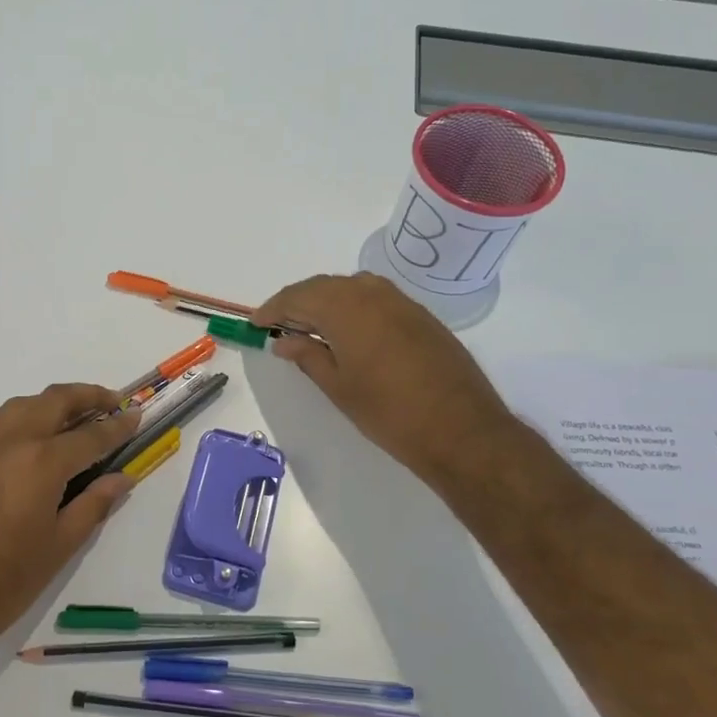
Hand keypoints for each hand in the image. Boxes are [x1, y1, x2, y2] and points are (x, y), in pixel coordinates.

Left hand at [0, 384, 140, 684]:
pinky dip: (27, 417)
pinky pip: (1, 423)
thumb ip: (93, 505)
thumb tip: (122, 477)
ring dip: (54, 402)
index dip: (117, 426)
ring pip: (23, 405)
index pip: (90, 436)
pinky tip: (37, 440)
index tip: (136, 416)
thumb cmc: (3, 584)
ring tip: (76, 415)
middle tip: (112, 403)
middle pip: (54, 401)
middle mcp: (11, 442)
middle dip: (87, 396)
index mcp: (41, 462)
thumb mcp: (59, 547)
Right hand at [253, 273, 516, 485]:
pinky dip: (352, 307)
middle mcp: (372, 293)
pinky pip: (375, 298)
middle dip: (297, 302)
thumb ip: (308, 355)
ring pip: (351, 288)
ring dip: (326, 301)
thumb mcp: (338, 386)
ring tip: (310, 327)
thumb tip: (284, 341)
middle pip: (324, 286)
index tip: (256, 324)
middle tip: (278, 325)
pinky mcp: (421, 315)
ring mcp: (401, 302)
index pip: (298, 297)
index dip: (273, 309)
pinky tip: (348, 331)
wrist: (461, 429)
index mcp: (346, 308)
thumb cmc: (388, 412)